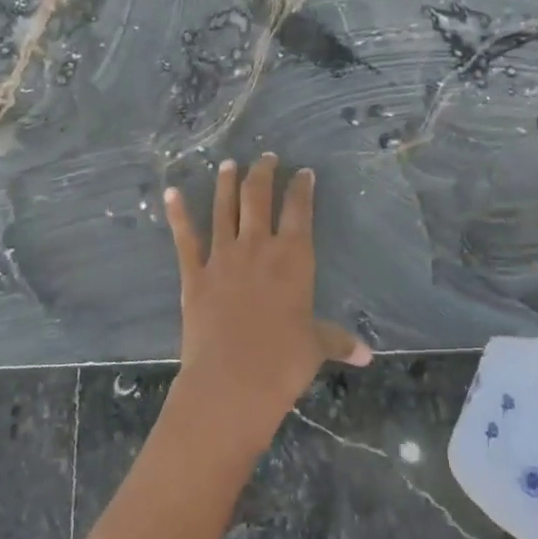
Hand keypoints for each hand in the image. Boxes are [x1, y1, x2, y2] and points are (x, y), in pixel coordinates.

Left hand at [164, 154, 371, 447]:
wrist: (231, 382)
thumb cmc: (282, 362)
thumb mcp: (315, 348)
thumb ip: (338, 341)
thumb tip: (367, 355)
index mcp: (293, 258)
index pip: (299, 210)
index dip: (302, 188)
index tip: (303, 171)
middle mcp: (257, 247)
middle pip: (258, 198)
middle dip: (263, 173)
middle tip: (266, 156)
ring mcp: (223, 257)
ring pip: (224, 209)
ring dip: (226, 184)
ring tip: (228, 163)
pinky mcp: (194, 274)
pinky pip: (185, 238)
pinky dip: (177, 214)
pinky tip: (170, 193)